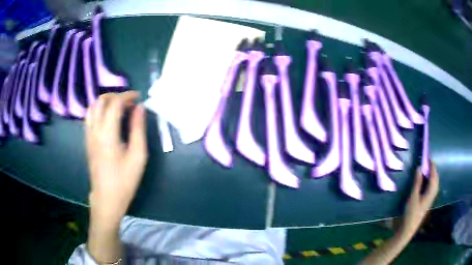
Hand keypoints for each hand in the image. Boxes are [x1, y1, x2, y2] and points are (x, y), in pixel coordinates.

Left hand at [85, 91, 147, 225]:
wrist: (107, 198)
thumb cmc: (125, 180)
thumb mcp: (138, 156)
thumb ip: (138, 129)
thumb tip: (140, 108)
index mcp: (107, 133)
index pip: (114, 103)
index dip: (127, 95)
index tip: (138, 98)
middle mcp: (94, 130)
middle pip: (100, 100)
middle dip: (115, 95)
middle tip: (129, 103)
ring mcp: (88, 135)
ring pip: (92, 107)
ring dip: (106, 102)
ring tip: (119, 108)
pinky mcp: (87, 141)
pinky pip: (90, 117)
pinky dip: (99, 110)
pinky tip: (109, 119)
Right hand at [400, 160, 438, 238]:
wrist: (409, 228)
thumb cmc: (411, 213)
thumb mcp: (413, 197)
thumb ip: (417, 182)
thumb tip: (419, 167)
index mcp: (431, 192)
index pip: (434, 175)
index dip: (431, 165)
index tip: (428, 157)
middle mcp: (433, 193)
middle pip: (436, 179)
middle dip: (433, 169)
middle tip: (427, 162)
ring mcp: (430, 198)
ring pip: (434, 183)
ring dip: (432, 175)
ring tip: (427, 169)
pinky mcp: (427, 201)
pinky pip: (432, 187)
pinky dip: (430, 181)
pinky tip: (426, 181)